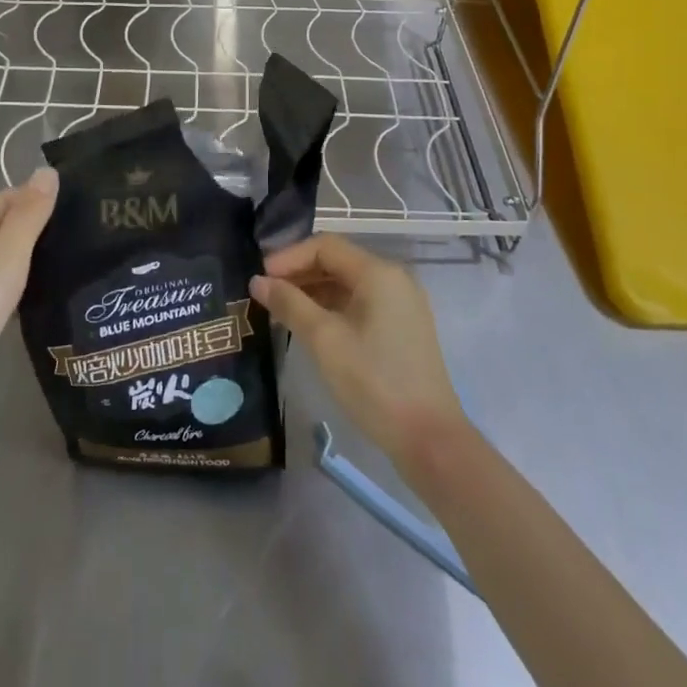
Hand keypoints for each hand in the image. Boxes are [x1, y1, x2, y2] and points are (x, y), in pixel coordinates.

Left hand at [0, 168, 57, 451]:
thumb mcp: (3, 262)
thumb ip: (27, 218)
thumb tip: (47, 171)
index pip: (4, 200)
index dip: (39, 198)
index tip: (83, 204)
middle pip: (2, 229)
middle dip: (40, 228)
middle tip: (88, 232)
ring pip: (2, 262)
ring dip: (33, 259)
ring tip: (78, 260)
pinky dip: (23, 288)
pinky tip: (49, 297)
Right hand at [250, 234, 468, 472]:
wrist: (429, 440)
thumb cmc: (374, 383)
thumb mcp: (325, 341)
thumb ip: (290, 304)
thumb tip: (257, 281)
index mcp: (379, 273)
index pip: (325, 246)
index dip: (288, 257)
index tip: (260, 279)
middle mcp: (393, 279)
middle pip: (337, 261)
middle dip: (299, 273)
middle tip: (265, 295)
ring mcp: (400, 303)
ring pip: (347, 283)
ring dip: (313, 291)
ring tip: (280, 311)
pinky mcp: (401, 327)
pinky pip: (359, 303)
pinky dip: (332, 308)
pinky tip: (309, 326)